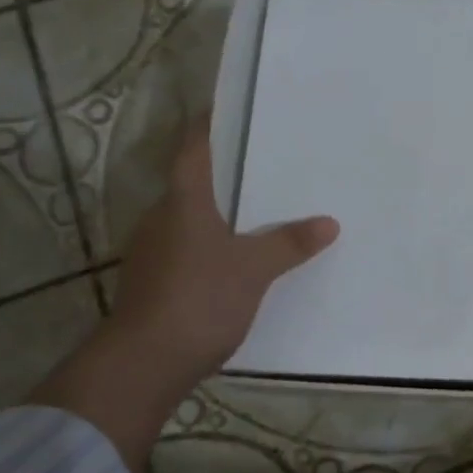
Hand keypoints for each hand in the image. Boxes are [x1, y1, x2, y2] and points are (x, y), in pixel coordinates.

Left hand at [111, 121, 338, 382]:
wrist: (144, 363)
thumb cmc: (199, 299)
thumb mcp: (254, 269)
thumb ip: (290, 243)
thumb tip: (328, 223)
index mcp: (182, 203)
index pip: (193, 150)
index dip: (207, 126)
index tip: (228, 109)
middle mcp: (161, 219)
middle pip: (193, 184)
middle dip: (226, 173)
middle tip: (268, 164)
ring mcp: (153, 252)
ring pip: (191, 219)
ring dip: (221, 213)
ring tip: (263, 211)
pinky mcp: (155, 282)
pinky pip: (190, 249)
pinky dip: (214, 245)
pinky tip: (240, 259)